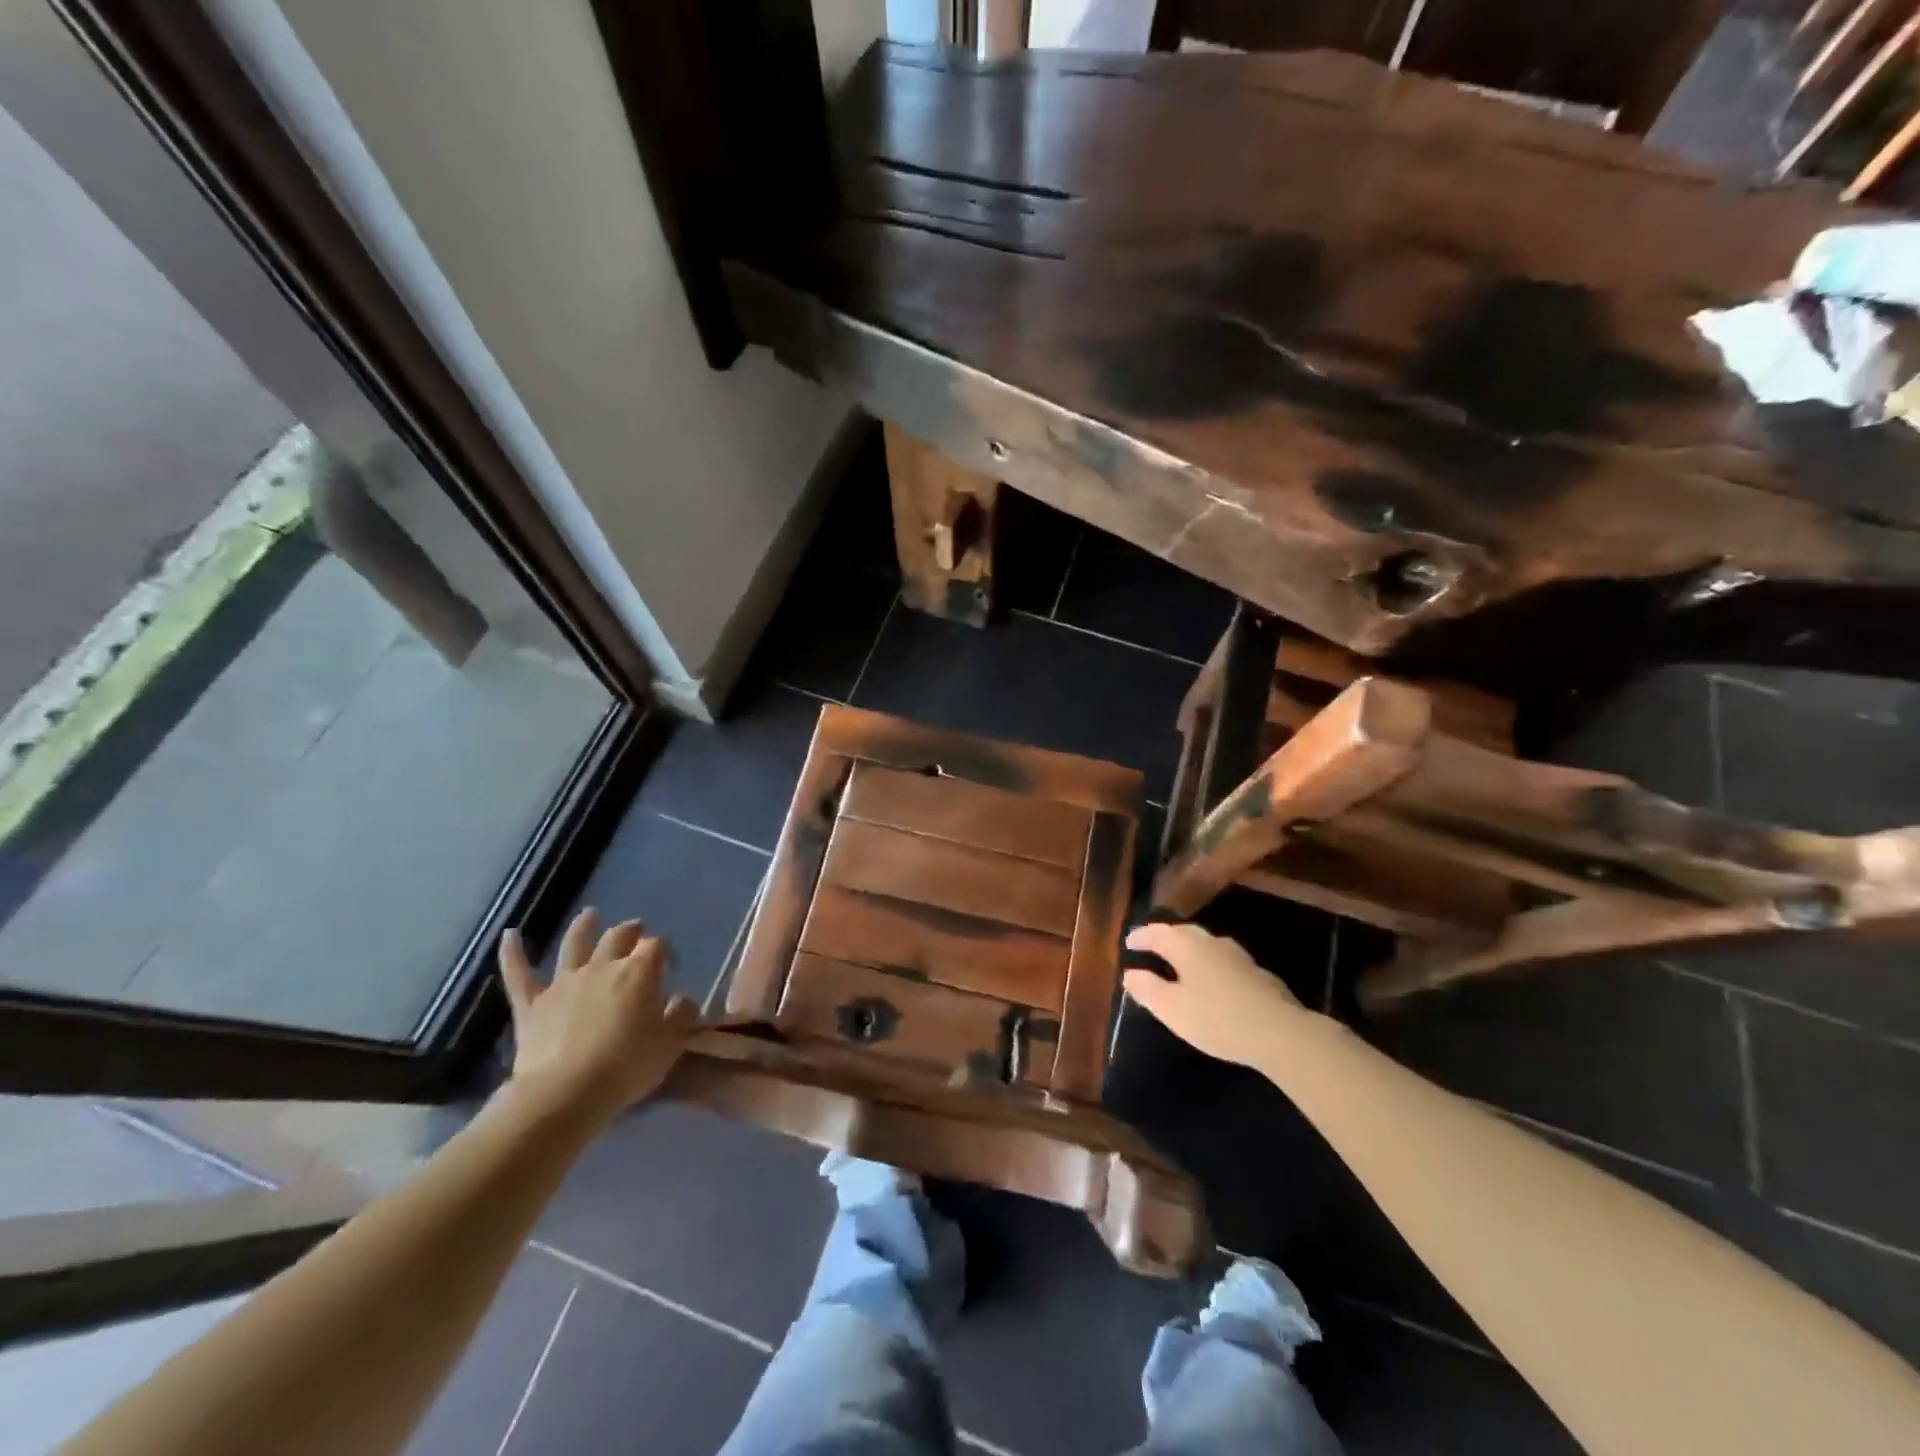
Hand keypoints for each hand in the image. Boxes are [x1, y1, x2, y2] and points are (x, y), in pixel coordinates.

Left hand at [498, 908, 696, 1121]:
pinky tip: (510, 934)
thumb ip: (681, 1015)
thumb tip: (681, 998)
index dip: (666, 952)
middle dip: (631, 931)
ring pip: (574, 943)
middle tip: (637, 931)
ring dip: (584, 926)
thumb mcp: (670, 1044)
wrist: (565, 1094)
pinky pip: (519, 974)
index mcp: (638, 972)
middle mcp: (602, 967)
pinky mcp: (532, 1004)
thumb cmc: (626, 1067)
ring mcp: (564, 983)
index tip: (671, 967)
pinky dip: (512, 952)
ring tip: (590, 914)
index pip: (657, 946)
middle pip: (619, 936)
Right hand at [1123, 922, 1306, 1068]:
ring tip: (1180, 961)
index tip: (1128, 942)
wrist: (1280, 1032)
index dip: (1141, 937)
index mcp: (1186, 945)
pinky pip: (1223, 961)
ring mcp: (1238, 956)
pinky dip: (1209, 964)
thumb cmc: (1216, 1019)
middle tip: (1151, 946)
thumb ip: (1148, 989)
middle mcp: (1211, 942)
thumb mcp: (1171, 1009)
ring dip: (1189, 949)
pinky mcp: (1258, 973)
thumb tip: (1131, 973)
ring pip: (1206, 945)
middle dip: (1165, 938)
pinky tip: (1213, 980)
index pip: (1157, 933)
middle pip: (1183, 933)